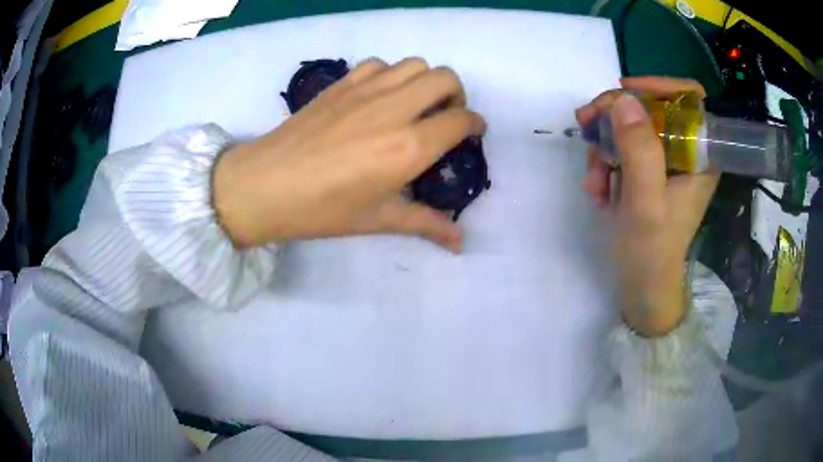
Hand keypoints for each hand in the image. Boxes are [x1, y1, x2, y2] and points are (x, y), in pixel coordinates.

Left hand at [212, 58, 484, 251]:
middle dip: (456, 94)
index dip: (475, 124)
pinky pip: (379, 64)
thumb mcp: (379, 219)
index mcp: (409, 146)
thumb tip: (460, 243)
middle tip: (445, 116)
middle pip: (445, 78)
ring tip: (414, 104)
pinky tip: (380, 96)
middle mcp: (394, 109)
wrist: (265, 186)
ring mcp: (366, 90)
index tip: (473, 132)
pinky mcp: (341, 83)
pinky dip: (391, 74)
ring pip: (414, 64)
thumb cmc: (322, 210)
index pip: (460, 120)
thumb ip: (426, 224)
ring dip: (425, 81)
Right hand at [576, 77, 718, 336]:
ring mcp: (665, 164)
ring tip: (593, 178)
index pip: (690, 99)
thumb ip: (640, 152)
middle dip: (617, 116)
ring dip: (605, 145)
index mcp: (700, 157)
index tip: (625, 92)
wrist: (641, 290)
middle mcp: (685, 154)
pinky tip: (596, 189)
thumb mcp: (645, 204)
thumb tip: (622, 99)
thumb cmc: (651, 254)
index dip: (660, 86)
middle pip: (653, 109)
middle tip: (586, 122)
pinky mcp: (647, 174)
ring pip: (631, 129)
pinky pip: (622, 150)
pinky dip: (604, 164)